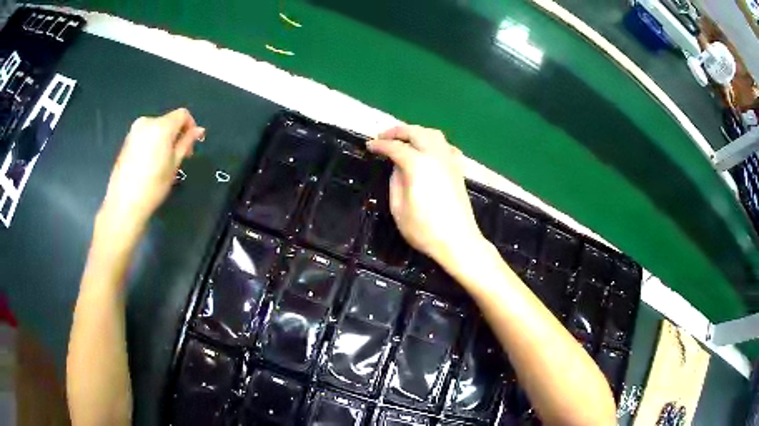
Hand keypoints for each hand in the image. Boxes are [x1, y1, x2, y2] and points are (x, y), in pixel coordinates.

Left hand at [100, 108, 204, 232]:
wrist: (124, 204)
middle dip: (176, 135)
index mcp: (161, 126)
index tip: (192, 146)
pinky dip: (152, 144)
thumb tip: (199, 130)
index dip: (191, 126)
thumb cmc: (153, 185)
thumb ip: (186, 143)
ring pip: (156, 129)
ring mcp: (134, 131)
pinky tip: (150, 165)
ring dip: (164, 140)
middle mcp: (146, 122)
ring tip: (163, 163)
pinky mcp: (126, 141)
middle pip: (168, 121)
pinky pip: (145, 136)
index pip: (182, 114)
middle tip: (178, 158)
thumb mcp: (174, 164)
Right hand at [367, 125, 484, 264]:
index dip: (380, 145)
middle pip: (416, 132)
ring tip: (404, 139)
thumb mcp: (399, 207)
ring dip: (416, 132)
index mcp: (418, 164)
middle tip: (383, 136)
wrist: (458, 241)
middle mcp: (435, 155)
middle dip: (397, 131)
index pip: (395, 147)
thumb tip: (397, 166)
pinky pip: (445, 145)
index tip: (369, 146)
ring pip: (433, 134)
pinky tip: (428, 150)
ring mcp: (449, 160)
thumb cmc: (424, 229)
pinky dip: (433, 141)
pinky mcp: (458, 169)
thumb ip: (395, 181)